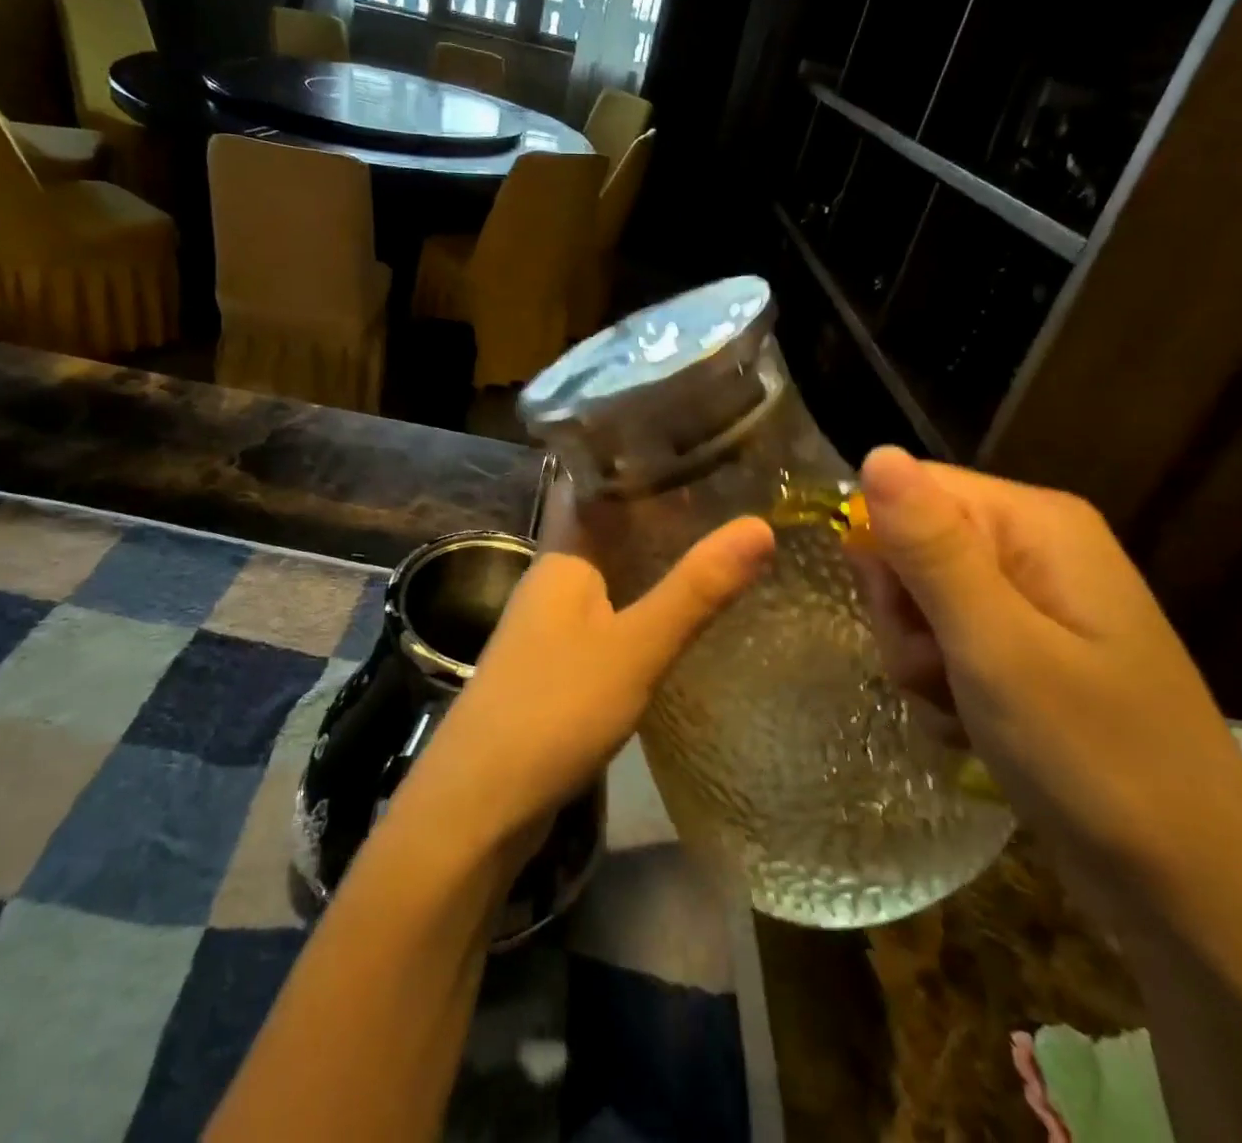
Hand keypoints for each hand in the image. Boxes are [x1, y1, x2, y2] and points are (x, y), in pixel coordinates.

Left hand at [398, 480, 774, 860]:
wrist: (480, 804)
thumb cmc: (554, 708)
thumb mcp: (635, 646)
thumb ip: (695, 589)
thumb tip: (761, 525)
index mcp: (563, 556)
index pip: (594, 484)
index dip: (635, 458)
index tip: (692, 438)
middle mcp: (553, 580)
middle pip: (607, 528)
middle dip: (658, 510)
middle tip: (729, 489)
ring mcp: (551, 624)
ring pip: (609, 573)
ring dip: (652, 558)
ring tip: (716, 540)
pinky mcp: (557, 664)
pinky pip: (608, 614)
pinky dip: (642, 603)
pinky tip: (678, 613)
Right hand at [852, 447, 1241, 917]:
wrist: (1191, 891)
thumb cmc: (1093, 757)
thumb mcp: (995, 646)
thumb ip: (930, 548)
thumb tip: (876, 453)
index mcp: (1037, 523)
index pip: (913, 489)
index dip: (884, 547)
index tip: (896, 613)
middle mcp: (1035, 549)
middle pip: (912, 546)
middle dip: (904, 615)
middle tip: (938, 669)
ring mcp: (1033, 603)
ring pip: (920, 602)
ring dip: (919, 659)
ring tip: (960, 708)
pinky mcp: (1027, 651)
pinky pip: (947, 643)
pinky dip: (943, 686)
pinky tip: (972, 728)